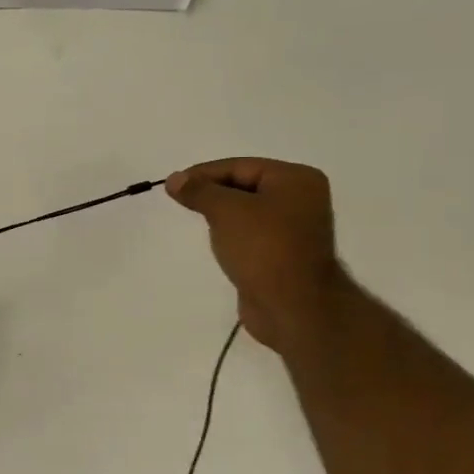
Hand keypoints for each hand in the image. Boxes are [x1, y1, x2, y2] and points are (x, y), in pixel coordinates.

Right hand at [165, 158, 348, 352]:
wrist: (293, 306)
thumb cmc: (263, 248)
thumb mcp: (226, 211)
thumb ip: (199, 191)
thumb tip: (174, 179)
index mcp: (295, 179)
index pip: (240, 166)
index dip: (203, 173)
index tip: (173, 185)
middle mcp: (300, 199)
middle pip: (245, 186)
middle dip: (212, 193)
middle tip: (180, 201)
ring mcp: (294, 229)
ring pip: (247, 211)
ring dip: (221, 215)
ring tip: (195, 220)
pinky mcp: (283, 254)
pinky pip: (251, 234)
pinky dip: (231, 234)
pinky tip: (217, 242)